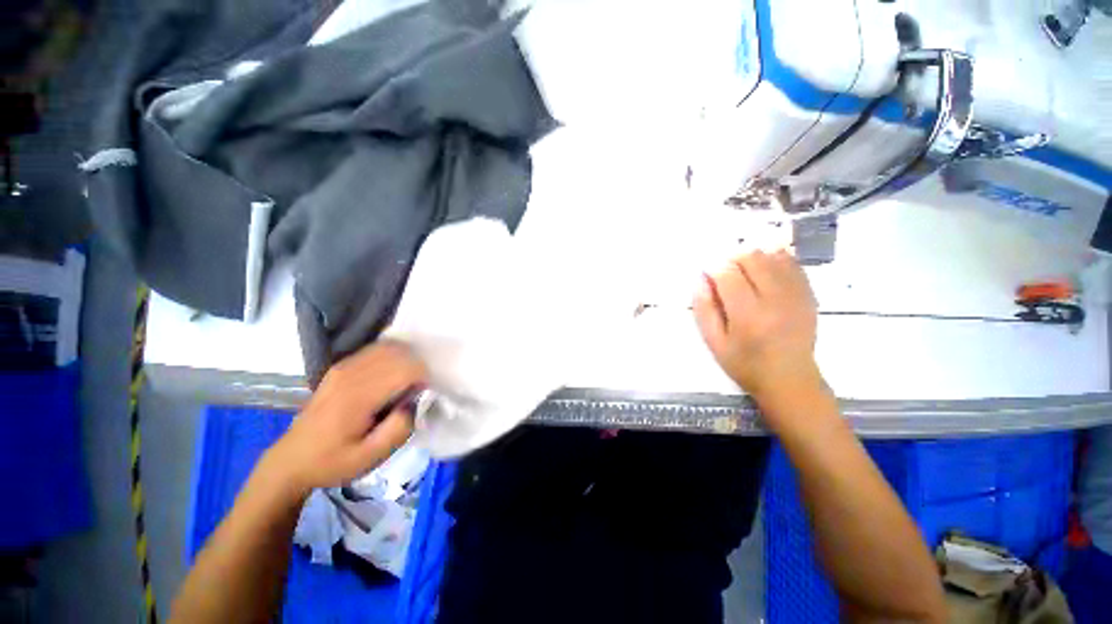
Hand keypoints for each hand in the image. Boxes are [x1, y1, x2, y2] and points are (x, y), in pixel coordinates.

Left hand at [262, 341, 426, 495]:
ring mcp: (344, 366)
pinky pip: (376, 349)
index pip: (405, 369)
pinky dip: (393, 355)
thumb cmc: (333, 462)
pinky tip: (394, 373)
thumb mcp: (369, 458)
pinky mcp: (341, 366)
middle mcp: (350, 373)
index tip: (421, 397)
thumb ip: (398, 429)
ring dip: (407, 359)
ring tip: (408, 382)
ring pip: (389, 347)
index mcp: (357, 396)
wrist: (291, 460)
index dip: (423, 379)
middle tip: (417, 391)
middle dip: (417, 368)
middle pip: (399, 353)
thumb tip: (415, 402)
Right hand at [693, 249, 823, 414]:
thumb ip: (704, 309)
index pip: (728, 274)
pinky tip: (764, 267)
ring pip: (773, 256)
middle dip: (732, 258)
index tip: (707, 274)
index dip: (714, 268)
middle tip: (724, 271)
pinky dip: (775, 258)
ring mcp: (796, 295)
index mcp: (748, 315)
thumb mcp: (714, 342)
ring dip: (753, 257)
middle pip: (752, 258)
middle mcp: (775, 300)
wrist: (790, 379)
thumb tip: (700, 279)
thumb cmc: (745, 363)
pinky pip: (792, 263)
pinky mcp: (808, 294)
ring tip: (742, 270)